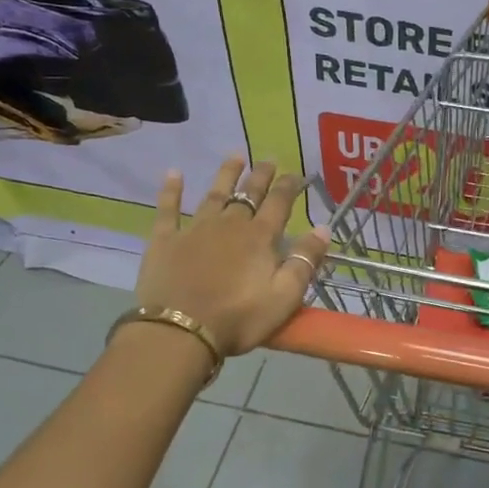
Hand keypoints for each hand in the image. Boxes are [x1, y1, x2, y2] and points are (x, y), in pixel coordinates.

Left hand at [132, 156, 330, 355]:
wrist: (180, 331)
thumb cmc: (238, 318)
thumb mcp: (284, 297)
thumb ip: (305, 261)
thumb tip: (323, 228)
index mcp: (259, 238)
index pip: (279, 203)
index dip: (289, 186)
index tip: (297, 174)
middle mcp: (229, 224)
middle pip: (248, 194)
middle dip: (261, 175)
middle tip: (268, 159)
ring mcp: (195, 229)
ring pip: (214, 194)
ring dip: (226, 174)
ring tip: (235, 156)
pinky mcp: (165, 240)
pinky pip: (168, 209)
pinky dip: (171, 190)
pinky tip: (173, 173)